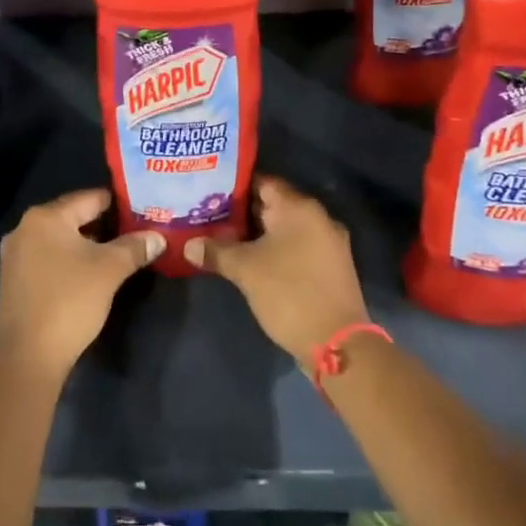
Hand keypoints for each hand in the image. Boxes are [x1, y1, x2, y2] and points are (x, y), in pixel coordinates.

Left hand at [0, 189, 160, 382]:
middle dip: (104, 226)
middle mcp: (25, 228)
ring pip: (60, 239)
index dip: (119, 204)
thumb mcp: (110, 270)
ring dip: (87, 245)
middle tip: (135, 233)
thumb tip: (158, 237)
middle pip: (73, 217)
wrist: (28, 356)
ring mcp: (15, 255)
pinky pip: (48, 258)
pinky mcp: (14, 279)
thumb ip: (135, 247)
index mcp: (46, 217)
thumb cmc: (70, 301)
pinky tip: (89, 275)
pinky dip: (69, 261)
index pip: (90, 198)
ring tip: (118, 254)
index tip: (142, 211)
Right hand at [188, 177, 369, 362]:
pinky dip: (275, 249)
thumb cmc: (288, 293)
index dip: (234, 186)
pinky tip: (252, 260)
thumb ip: (216, 251)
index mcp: (299, 207)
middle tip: (209, 216)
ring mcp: (328, 242)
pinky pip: (297, 246)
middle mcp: (318, 217)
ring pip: (285, 228)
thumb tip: (188, 245)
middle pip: (273, 204)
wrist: (337, 343)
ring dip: (258, 233)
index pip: (262, 182)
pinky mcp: (330, 266)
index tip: (209, 193)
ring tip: (223, 238)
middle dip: (242, 212)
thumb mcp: (245, 270)